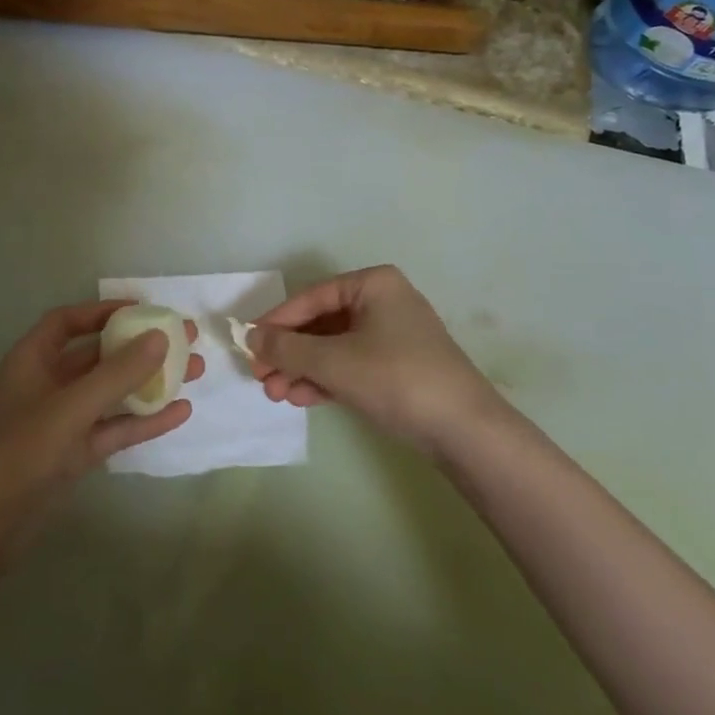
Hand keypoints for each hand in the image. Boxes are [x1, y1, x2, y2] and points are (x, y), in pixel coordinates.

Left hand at [0, 301, 202, 552]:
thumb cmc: (15, 453)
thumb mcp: (68, 409)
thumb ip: (115, 375)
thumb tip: (160, 337)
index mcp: (33, 359)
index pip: (69, 321)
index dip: (105, 310)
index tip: (146, 310)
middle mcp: (48, 383)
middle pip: (98, 354)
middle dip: (139, 346)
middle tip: (185, 339)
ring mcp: (62, 421)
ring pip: (111, 392)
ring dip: (149, 382)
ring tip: (194, 372)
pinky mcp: (73, 456)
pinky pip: (113, 428)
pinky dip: (143, 421)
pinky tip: (180, 414)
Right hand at [250, 266, 504, 454]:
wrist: (466, 431)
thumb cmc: (396, 378)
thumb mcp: (333, 362)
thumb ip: (287, 349)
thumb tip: (250, 337)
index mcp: (372, 284)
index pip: (311, 298)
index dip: (276, 323)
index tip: (248, 345)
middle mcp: (383, 301)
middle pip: (321, 323)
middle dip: (289, 353)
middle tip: (260, 378)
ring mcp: (393, 335)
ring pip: (334, 347)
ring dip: (302, 369)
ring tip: (276, 394)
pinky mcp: (399, 366)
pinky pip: (352, 364)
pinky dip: (326, 379)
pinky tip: (302, 398)